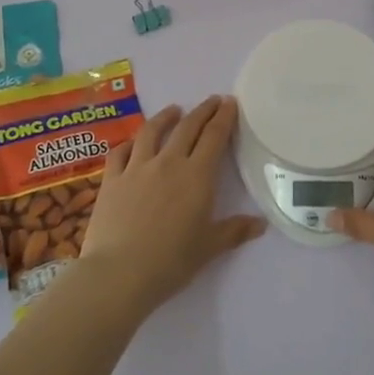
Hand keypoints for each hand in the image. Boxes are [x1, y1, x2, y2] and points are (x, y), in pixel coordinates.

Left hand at [77, 95, 264, 312]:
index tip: (229, 103)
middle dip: (202, 111)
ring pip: (152, 132)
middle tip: (212, 101)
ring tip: (174, 110)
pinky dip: (129, 143)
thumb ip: (234, 231)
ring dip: (165, 117)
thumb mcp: (209, 248)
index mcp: (197, 176)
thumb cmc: (171, 262)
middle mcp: (168, 163)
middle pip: (187, 127)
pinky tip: (133, 142)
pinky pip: (120, 152)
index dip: (223, 118)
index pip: (214, 137)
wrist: (119, 273)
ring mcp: (136, 168)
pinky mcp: (111, 180)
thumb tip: (261, 224)